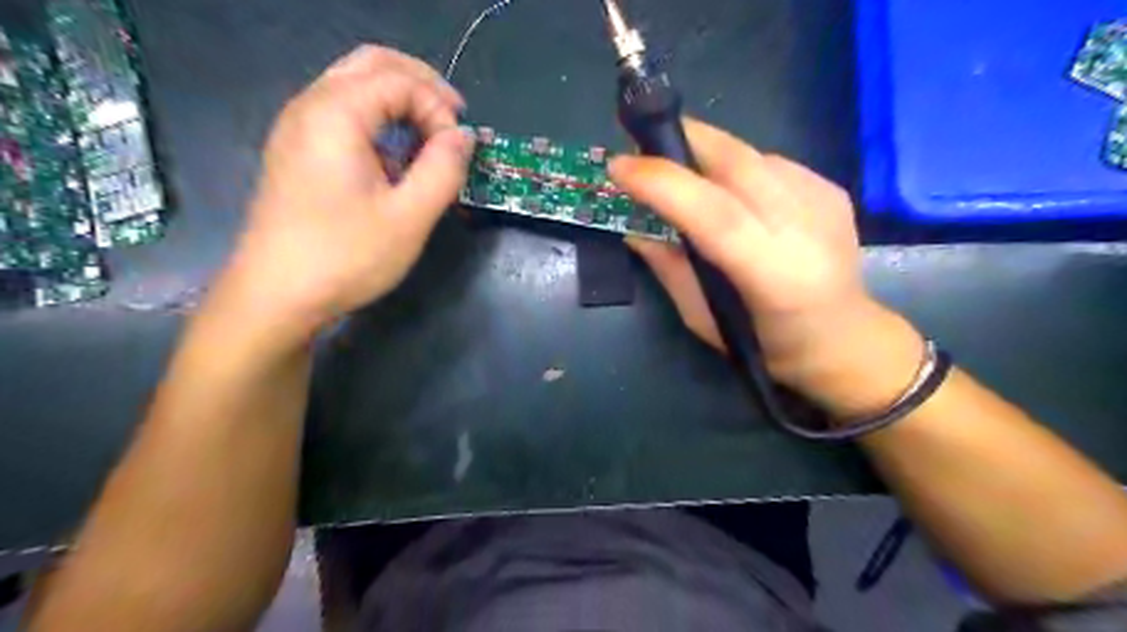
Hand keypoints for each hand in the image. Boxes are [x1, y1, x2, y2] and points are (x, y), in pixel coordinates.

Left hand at [223, 45, 471, 335]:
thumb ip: (444, 168)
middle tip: (453, 119)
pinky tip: (395, 159)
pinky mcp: (296, 153)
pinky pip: (341, 115)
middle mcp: (310, 107)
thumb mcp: (410, 216)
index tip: (459, 150)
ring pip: (354, 87)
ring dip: (399, 101)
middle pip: (372, 65)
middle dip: (420, 85)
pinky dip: (377, 121)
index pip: (399, 80)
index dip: (438, 107)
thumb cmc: (346, 256)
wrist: (275, 296)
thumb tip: (464, 135)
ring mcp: (297, 129)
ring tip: (430, 138)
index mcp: (335, 114)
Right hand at [607, 117, 922, 413]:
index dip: (664, 183)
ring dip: (706, 152)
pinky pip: (770, 162)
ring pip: (752, 155)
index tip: (619, 165)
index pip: (715, 214)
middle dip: (682, 141)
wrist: (844, 338)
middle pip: (737, 163)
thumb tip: (633, 230)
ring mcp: (824, 202)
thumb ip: (669, 270)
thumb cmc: (766, 344)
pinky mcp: (832, 189)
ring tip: (681, 168)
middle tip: (642, 142)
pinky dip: (736, 166)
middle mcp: (804, 229)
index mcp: (773, 275)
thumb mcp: (703, 320)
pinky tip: (728, 188)